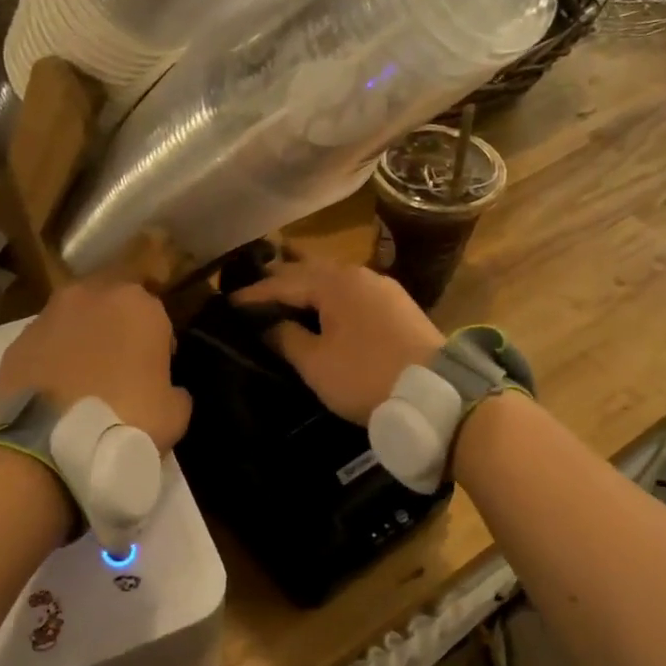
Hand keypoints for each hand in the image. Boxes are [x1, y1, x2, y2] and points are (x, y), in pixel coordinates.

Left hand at [0, 279, 192, 450]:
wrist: (48, 446)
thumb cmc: (126, 421)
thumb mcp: (175, 414)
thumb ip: (174, 389)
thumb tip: (166, 390)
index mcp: (138, 305)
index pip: (157, 311)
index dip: (160, 340)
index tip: (157, 368)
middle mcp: (91, 295)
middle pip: (112, 303)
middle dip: (117, 327)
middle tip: (121, 365)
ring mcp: (48, 315)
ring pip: (75, 319)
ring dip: (83, 338)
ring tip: (85, 379)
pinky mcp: (17, 341)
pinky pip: (46, 344)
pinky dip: (53, 359)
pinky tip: (57, 391)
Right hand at [233, 257, 443, 424]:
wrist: (438, 394)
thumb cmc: (366, 376)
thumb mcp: (316, 363)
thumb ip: (287, 338)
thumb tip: (268, 325)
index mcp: (335, 282)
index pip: (283, 282)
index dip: (253, 294)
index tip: (227, 302)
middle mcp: (359, 274)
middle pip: (309, 271)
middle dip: (279, 280)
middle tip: (251, 289)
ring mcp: (382, 288)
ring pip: (333, 281)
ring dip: (306, 288)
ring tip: (282, 295)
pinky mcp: (398, 306)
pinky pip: (352, 293)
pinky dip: (329, 298)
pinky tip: (323, 309)